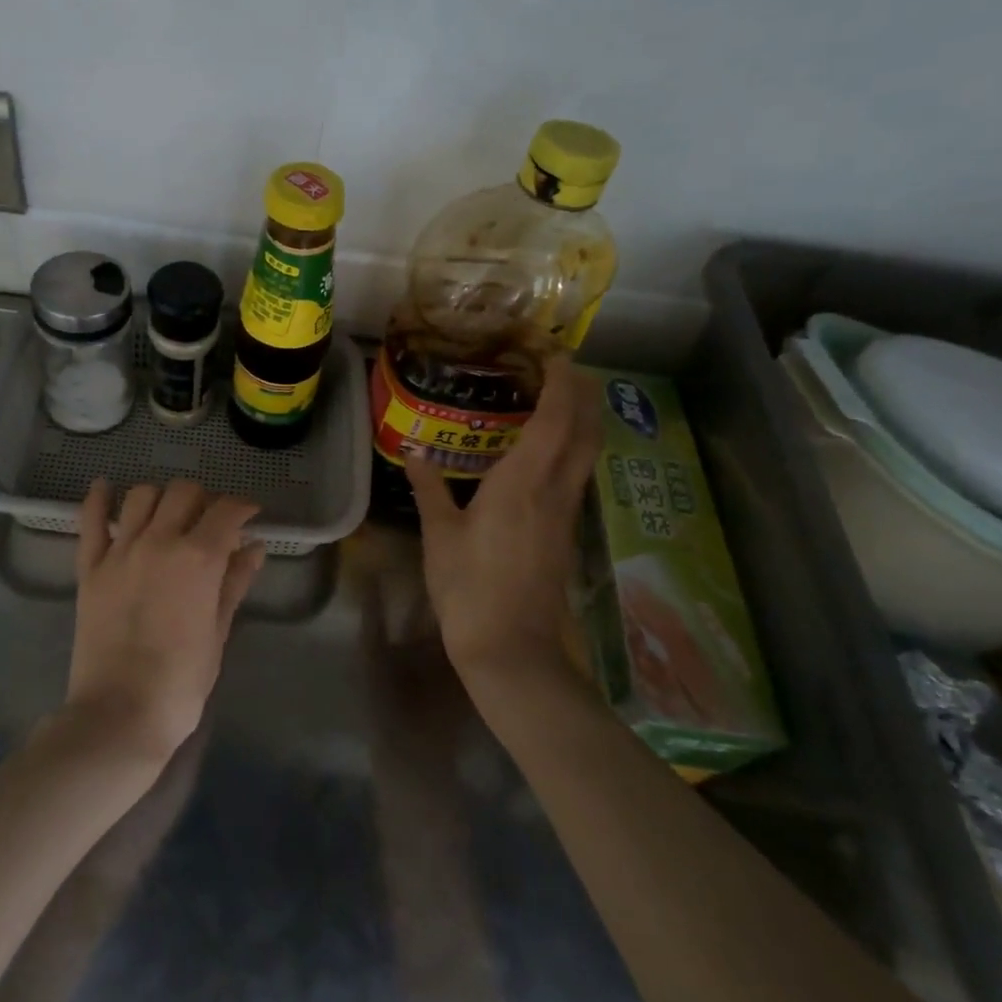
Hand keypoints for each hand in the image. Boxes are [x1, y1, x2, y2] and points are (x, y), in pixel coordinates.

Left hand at [67, 479, 266, 760]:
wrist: (120, 714)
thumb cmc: (181, 682)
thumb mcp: (218, 631)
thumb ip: (235, 582)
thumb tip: (254, 547)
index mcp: (198, 558)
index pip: (226, 511)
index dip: (243, 507)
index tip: (249, 515)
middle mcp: (160, 541)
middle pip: (184, 492)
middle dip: (204, 499)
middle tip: (211, 522)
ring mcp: (120, 551)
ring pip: (142, 496)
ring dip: (162, 498)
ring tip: (169, 516)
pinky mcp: (90, 567)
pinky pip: (91, 520)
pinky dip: (99, 498)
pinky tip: (105, 487)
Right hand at [406, 355, 602, 694]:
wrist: (512, 648)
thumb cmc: (469, 587)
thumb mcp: (440, 534)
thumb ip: (430, 488)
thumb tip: (414, 453)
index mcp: (523, 482)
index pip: (556, 418)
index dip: (562, 382)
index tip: (554, 354)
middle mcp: (554, 489)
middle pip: (586, 430)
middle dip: (584, 393)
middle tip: (562, 367)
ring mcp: (566, 512)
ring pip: (587, 452)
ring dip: (582, 418)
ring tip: (558, 397)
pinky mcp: (566, 531)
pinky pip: (576, 473)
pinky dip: (571, 447)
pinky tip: (547, 449)